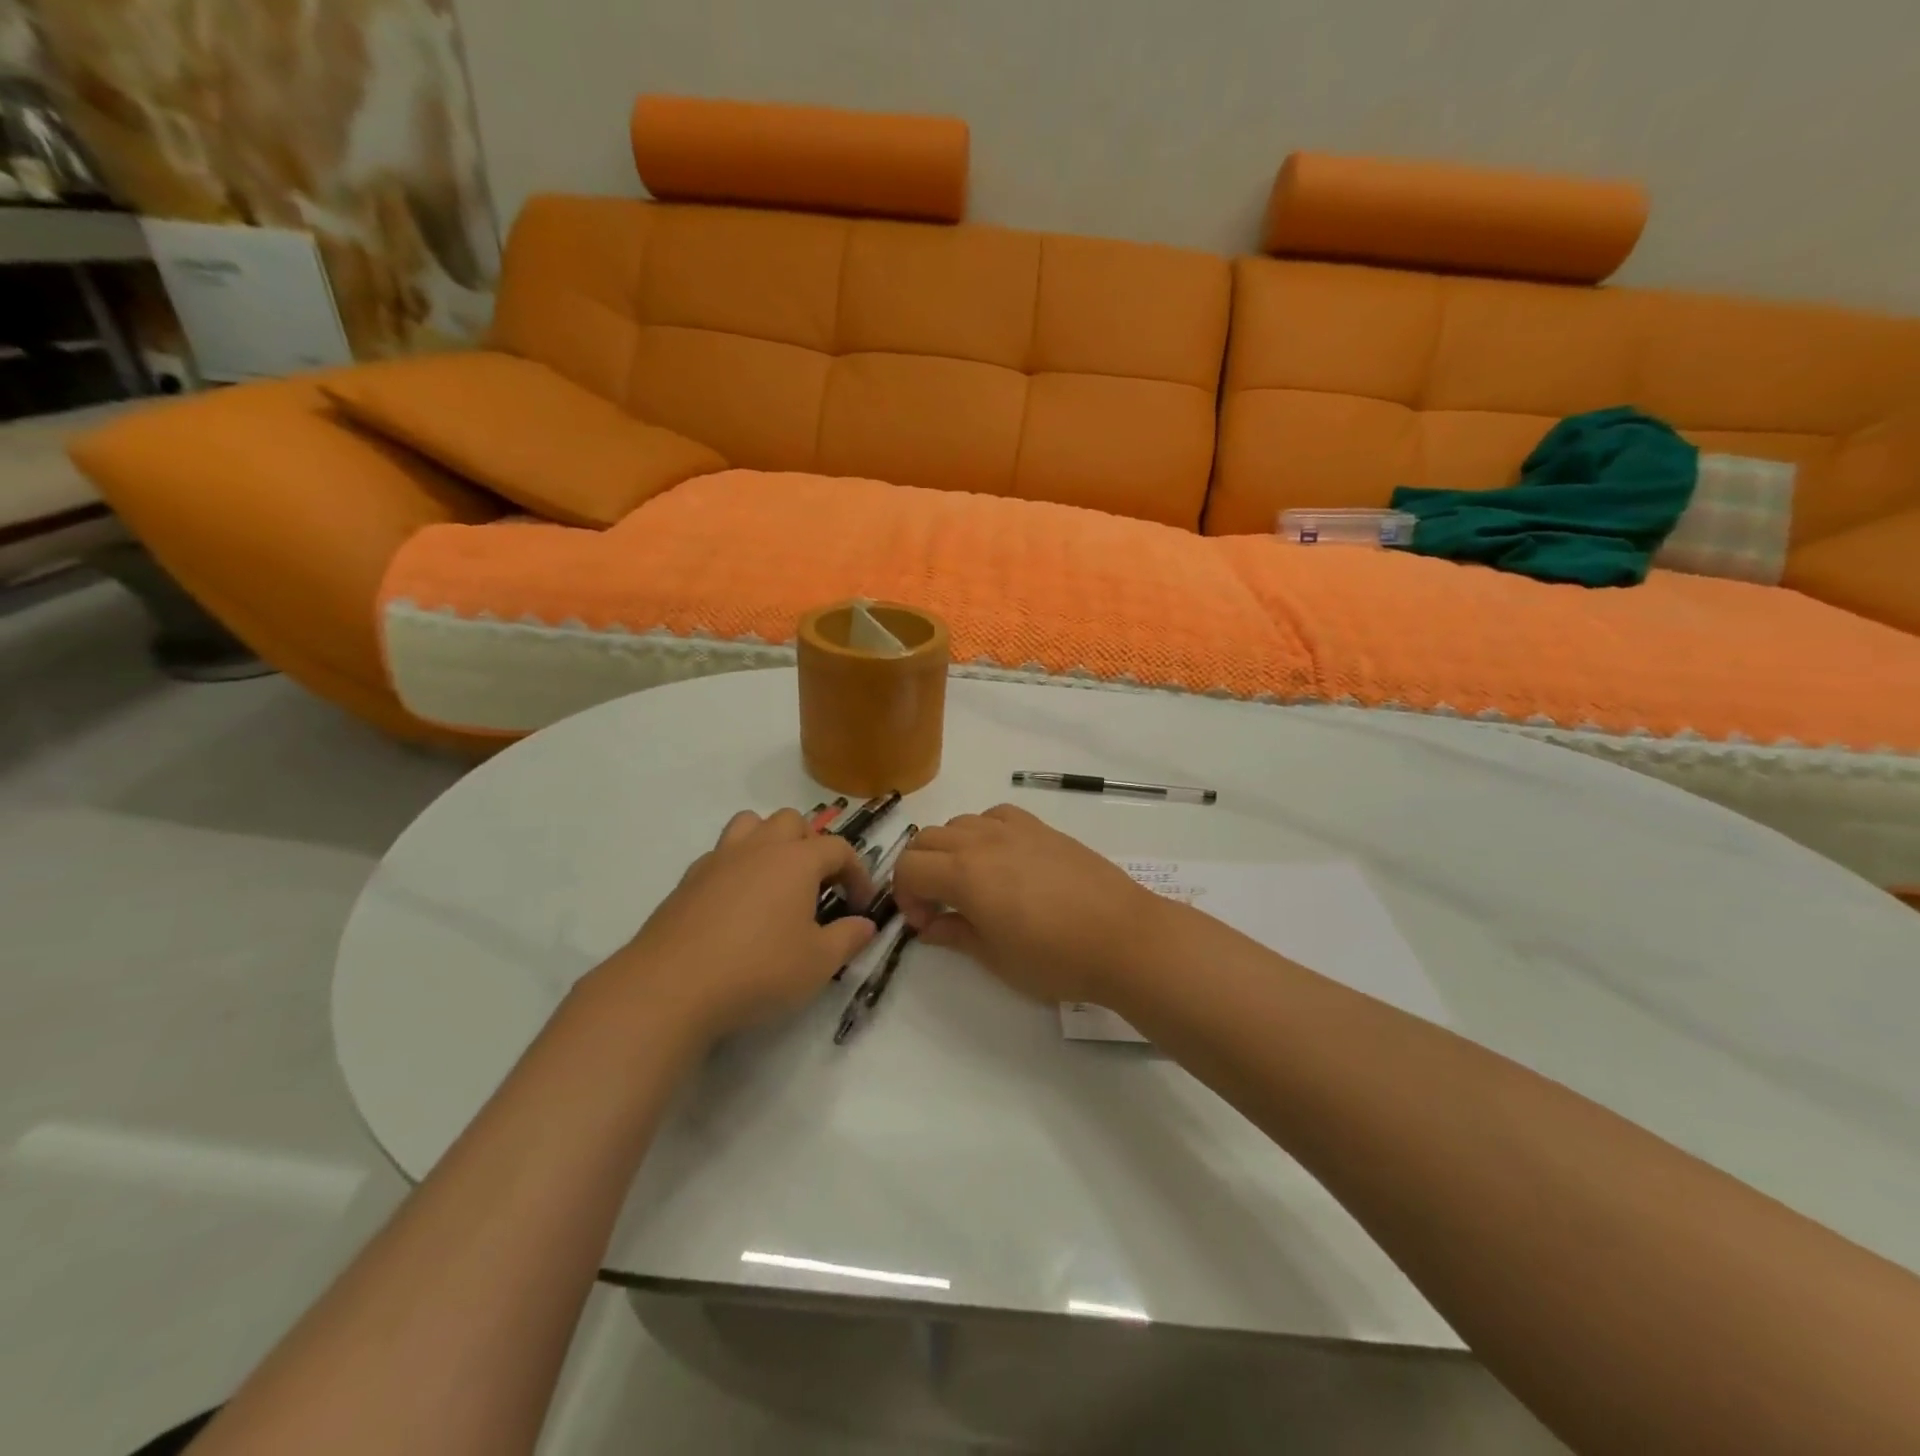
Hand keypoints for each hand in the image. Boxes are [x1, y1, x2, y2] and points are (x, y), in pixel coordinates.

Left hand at [603, 809, 875, 1041]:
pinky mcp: (687, 881)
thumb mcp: (818, 963)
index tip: (860, 904)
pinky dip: (737, 866)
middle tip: (817, 885)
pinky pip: (720, 855)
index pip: (838, 849)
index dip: (857, 872)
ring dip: (769, 841)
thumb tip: (866, 924)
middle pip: (791, 822)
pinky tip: (737, 905)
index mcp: (796, 861)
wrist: (670, 988)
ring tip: (776, 880)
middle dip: (811, 845)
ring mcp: (718, 860)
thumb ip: (848, 939)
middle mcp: (758, 848)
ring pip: (750, 825)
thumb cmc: (758, 970)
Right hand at [891, 804, 1170, 1003]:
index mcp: (964, 874)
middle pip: (926, 840)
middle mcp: (982, 841)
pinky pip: (995, 815)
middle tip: (938, 908)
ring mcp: (1015, 829)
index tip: (926, 925)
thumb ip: (955, 934)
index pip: (908, 868)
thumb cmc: (1056, 957)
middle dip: (920, 871)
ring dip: (948, 850)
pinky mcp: (1042, 827)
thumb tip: (930, 926)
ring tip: (970, 884)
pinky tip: (1000, 859)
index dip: (905, 897)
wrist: (1123, 937)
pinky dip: (982, 832)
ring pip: (959, 823)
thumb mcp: (996, 958)